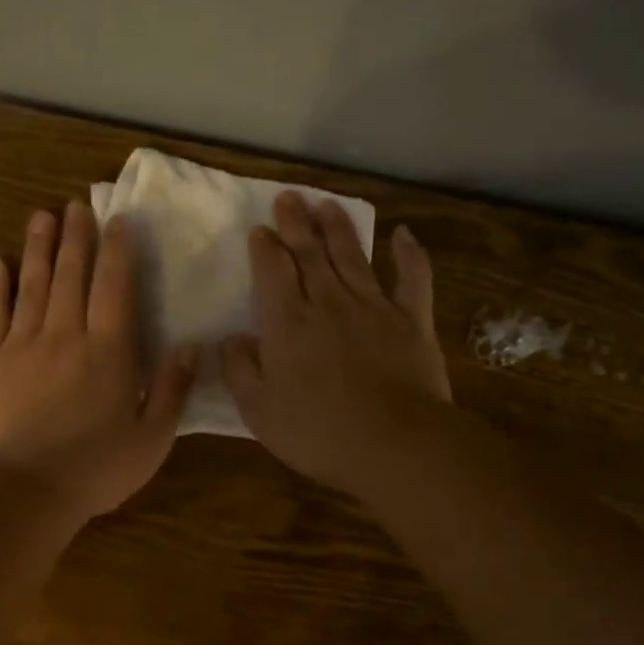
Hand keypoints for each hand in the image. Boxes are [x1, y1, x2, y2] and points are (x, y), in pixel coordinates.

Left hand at [0, 202, 197, 521]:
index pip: (114, 287)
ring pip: (32, 285)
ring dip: (38, 248)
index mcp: (108, 351)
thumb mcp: (152, 438)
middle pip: (71, 275)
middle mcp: (65, 335)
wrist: (23, 491)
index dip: (117, 250)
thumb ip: (172, 389)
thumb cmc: (95, 469)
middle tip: (75, 204)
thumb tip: (191, 346)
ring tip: (41, 216)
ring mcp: (22, 345)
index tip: (117, 219)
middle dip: (75, 236)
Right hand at [221, 193, 451, 498]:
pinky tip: (404, 234)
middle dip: (296, 223)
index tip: (260, 229)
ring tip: (326, 204)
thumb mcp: (259, 411)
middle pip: (310, 254)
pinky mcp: (412, 321)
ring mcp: (374, 308)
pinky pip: (413, 279)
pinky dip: (409, 254)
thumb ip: (240, 370)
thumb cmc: (319, 433)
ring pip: (353, 257)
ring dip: (338, 228)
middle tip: (288, 198)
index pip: (273, 271)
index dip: (265, 247)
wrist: (395, 446)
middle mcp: (329, 303)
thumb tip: (230, 339)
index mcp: (288, 323)